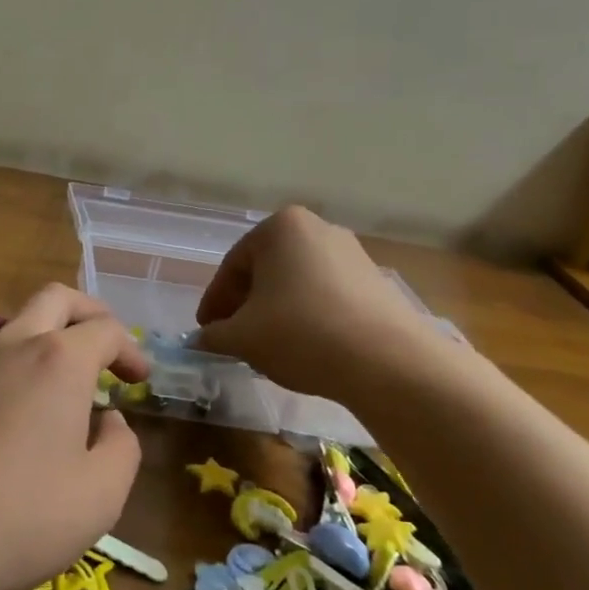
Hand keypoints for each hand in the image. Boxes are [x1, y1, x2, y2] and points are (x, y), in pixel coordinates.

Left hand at [0, 285, 147, 589]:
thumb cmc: (15, 517)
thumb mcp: (99, 498)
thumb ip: (122, 448)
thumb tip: (109, 420)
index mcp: (59, 360)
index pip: (106, 330)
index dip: (130, 350)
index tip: (138, 379)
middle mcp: (11, 341)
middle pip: (56, 298)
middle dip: (88, 313)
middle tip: (102, 346)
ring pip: (11, 322)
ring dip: (40, 337)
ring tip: (49, 382)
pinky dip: (0, 362)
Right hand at [195, 206, 443, 399]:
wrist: (389, 362)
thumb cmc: (301, 333)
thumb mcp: (243, 337)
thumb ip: (213, 335)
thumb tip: (199, 340)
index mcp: (279, 227)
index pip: (232, 266)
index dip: (215, 302)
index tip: (206, 331)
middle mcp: (317, 228)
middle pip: (266, 270)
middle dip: (246, 304)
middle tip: (234, 336)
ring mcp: (352, 253)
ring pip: (297, 282)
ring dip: (277, 310)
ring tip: (269, 345)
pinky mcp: (377, 281)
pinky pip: (327, 295)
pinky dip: (309, 316)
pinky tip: (306, 346)